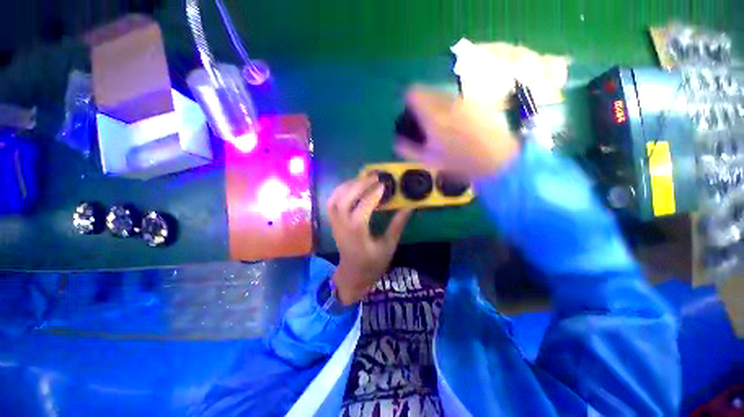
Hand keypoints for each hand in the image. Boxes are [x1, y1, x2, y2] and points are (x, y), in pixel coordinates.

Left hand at [327, 175, 413, 304]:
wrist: (353, 274)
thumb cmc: (372, 263)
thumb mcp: (388, 246)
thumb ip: (397, 225)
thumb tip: (409, 207)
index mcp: (357, 234)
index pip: (362, 209)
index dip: (372, 195)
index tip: (383, 185)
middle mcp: (342, 226)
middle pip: (344, 200)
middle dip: (359, 185)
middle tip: (373, 177)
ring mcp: (335, 223)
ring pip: (335, 199)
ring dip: (348, 185)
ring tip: (363, 178)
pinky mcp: (333, 222)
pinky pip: (331, 202)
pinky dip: (340, 190)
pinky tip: (351, 186)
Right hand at [395, 86, 520, 178]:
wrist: (497, 159)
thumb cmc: (459, 162)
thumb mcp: (428, 159)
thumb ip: (408, 148)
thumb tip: (395, 140)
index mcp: (432, 115)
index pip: (413, 93)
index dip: (407, 100)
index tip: (409, 113)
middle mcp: (447, 101)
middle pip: (427, 91)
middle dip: (422, 103)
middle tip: (424, 122)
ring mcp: (463, 100)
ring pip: (442, 94)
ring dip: (436, 104)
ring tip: (442, 125)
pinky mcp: (476, 101)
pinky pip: (456, 99)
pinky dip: (451, 107)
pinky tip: (457, 123)